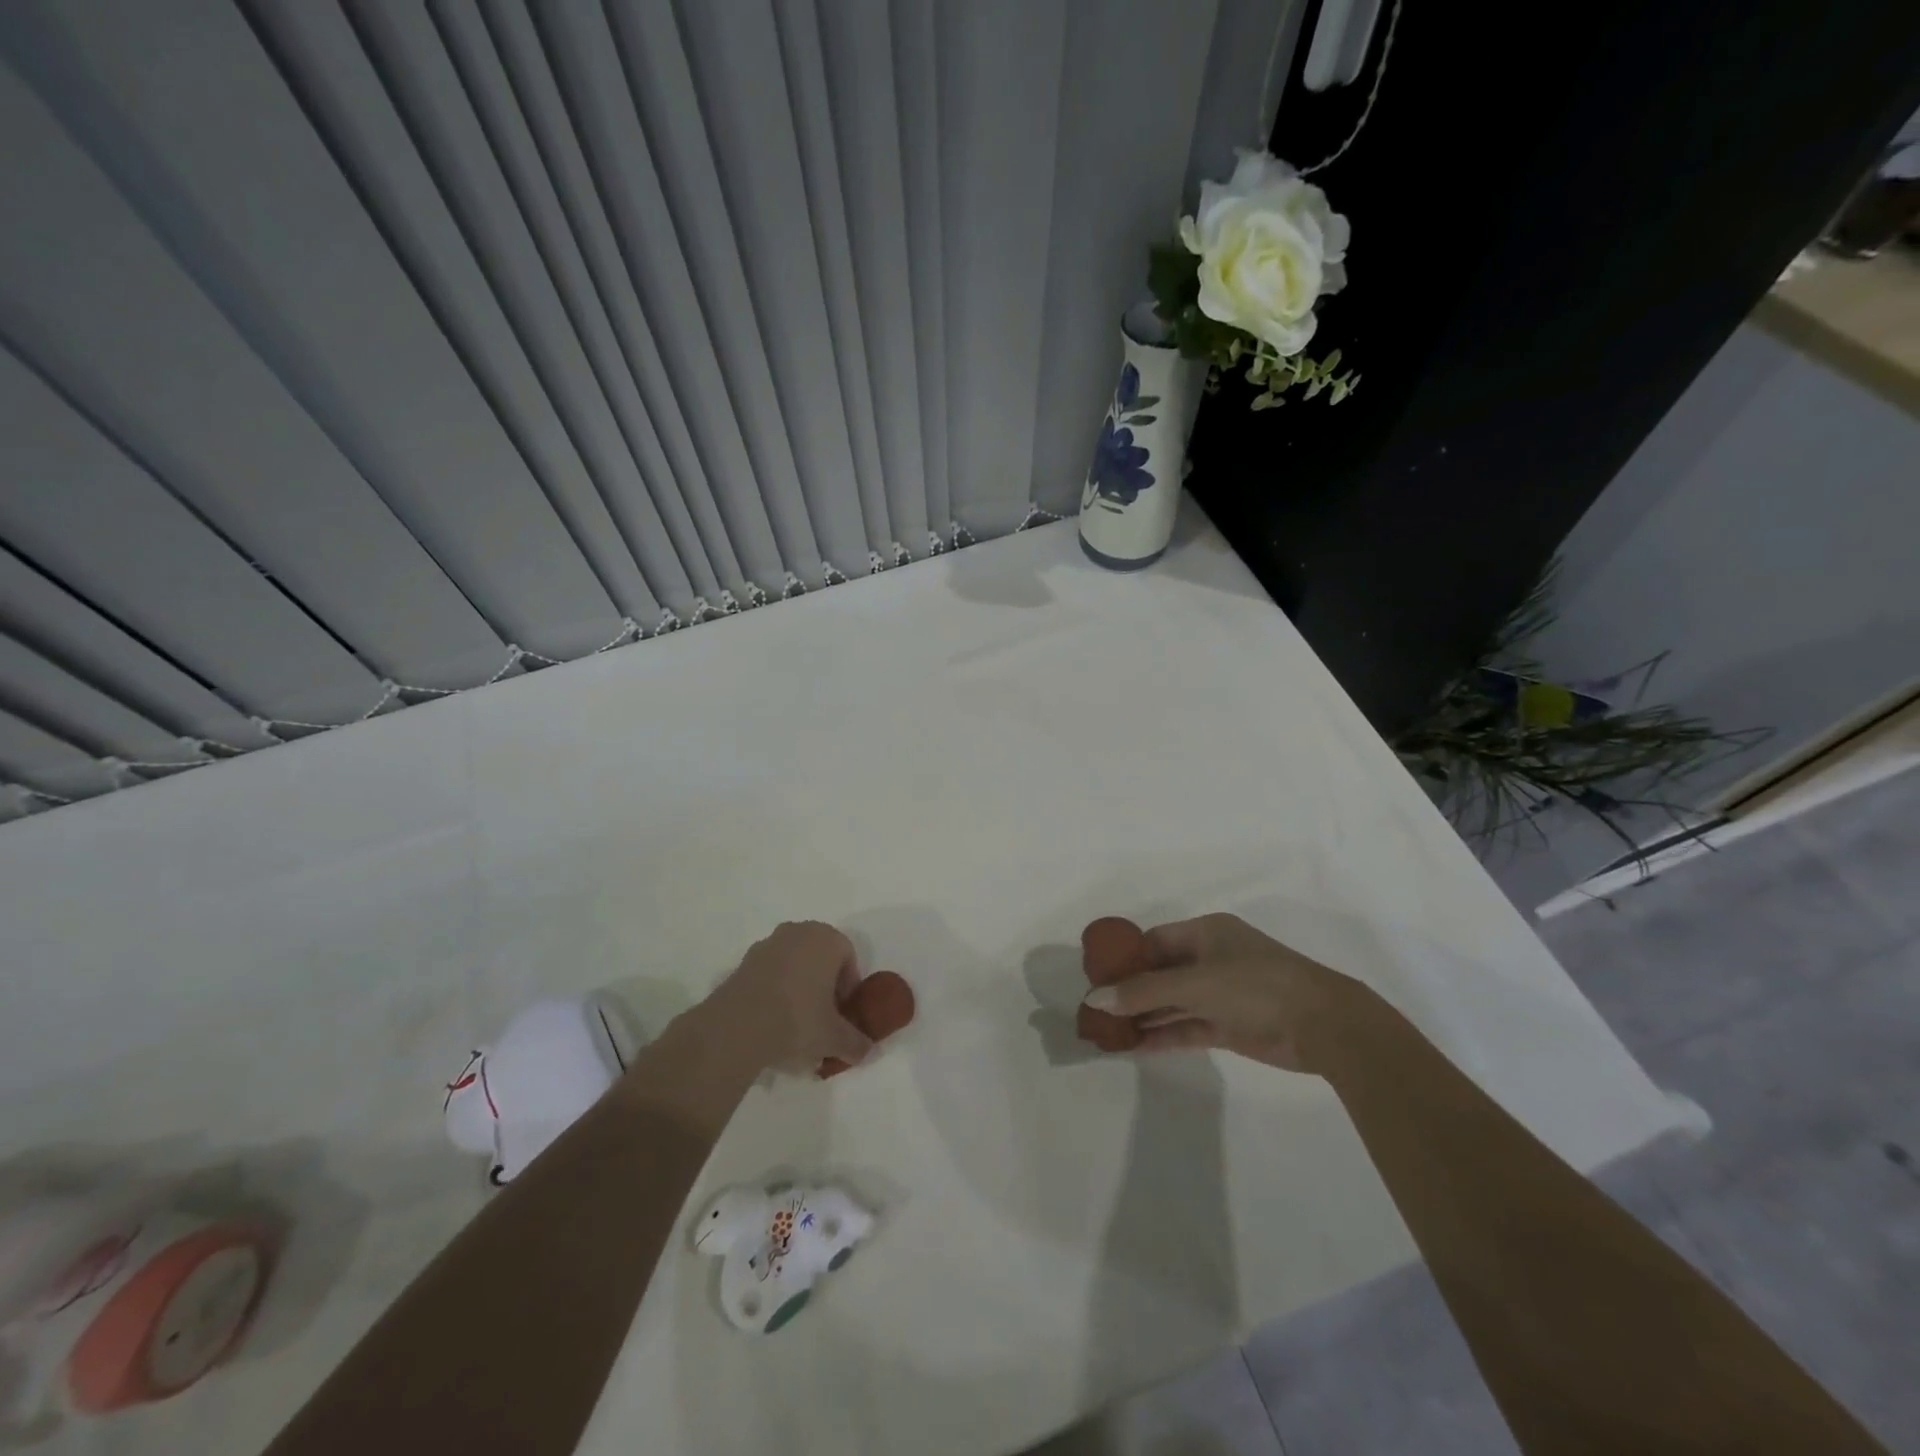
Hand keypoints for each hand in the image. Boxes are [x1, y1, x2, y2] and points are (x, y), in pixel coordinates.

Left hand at [709, 921, 873, 1071]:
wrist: (737, 1026)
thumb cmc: (797, 1019)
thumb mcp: (835, 1038)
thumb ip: (856, 1043)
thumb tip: (866, 1051)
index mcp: (827, 939)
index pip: (848, 957)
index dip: (848, 986)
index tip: (842, 1013)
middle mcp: (798, 932)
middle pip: (820, 957)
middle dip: (824, 984)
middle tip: (822, 1017)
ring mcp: (767, 944)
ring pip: (793, 964)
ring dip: (798, 987)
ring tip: (794, 1022)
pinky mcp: (743, 961)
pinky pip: (769, 973)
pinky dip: (774, 990)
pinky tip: (770, 1020)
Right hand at [1082, 913, 1367, 1073]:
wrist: (1325, 1026)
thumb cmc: (1256, 986)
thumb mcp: (1195, 983)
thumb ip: (1144, 993)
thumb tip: (1095, 999)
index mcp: (1205, 933)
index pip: (1153, 941)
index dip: (1123, 958)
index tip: (1095, 977)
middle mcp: (1210, 959)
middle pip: (1160, 973)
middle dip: (1129, 991)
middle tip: (1095, 1010)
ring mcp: (1221, 994)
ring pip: (1172, 1003)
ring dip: (1144, 1016)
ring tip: (1107, 1032)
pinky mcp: (1229, 1026)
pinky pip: (1187, 1027)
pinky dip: (1163, 1035)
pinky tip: (1134, 1047)